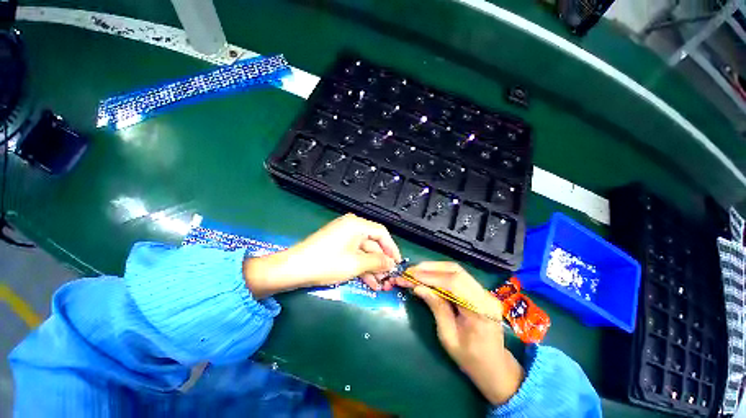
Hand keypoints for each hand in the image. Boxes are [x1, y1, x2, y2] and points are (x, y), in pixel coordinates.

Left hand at [244, 214, 401, 297]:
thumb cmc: (328, 263)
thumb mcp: (356, 264)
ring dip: (372, 267)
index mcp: (357, 224)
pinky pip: (353, 254)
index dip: (392, 248)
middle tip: (388, 278)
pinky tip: (368, 282)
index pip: (381, 233)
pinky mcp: (336, 246)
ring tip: (380, 285)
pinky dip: (361, 266)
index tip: (398, 263)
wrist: (293, 269)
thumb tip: (392, 263)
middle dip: (381, 262)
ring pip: (363, 251)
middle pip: (372, 243)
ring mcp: (343, 236)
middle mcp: (351, 226)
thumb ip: (377, 262)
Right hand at [397, 262, 523, 404]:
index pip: (454, 284)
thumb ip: (436, 308)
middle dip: (430, 269)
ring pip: (456, 270)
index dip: (430, 277)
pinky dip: (440, 273)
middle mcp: (485, 296)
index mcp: (480, 311)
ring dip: (434, 269)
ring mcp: (484, 291)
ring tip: (416, 271)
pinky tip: (428, 275)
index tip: (410, 275)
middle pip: (456, 271)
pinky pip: (458, 276)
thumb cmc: (470, 358)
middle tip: (410, 271)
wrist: (495, 366)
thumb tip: (418, 287)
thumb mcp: (448, 337)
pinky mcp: (479, 290)